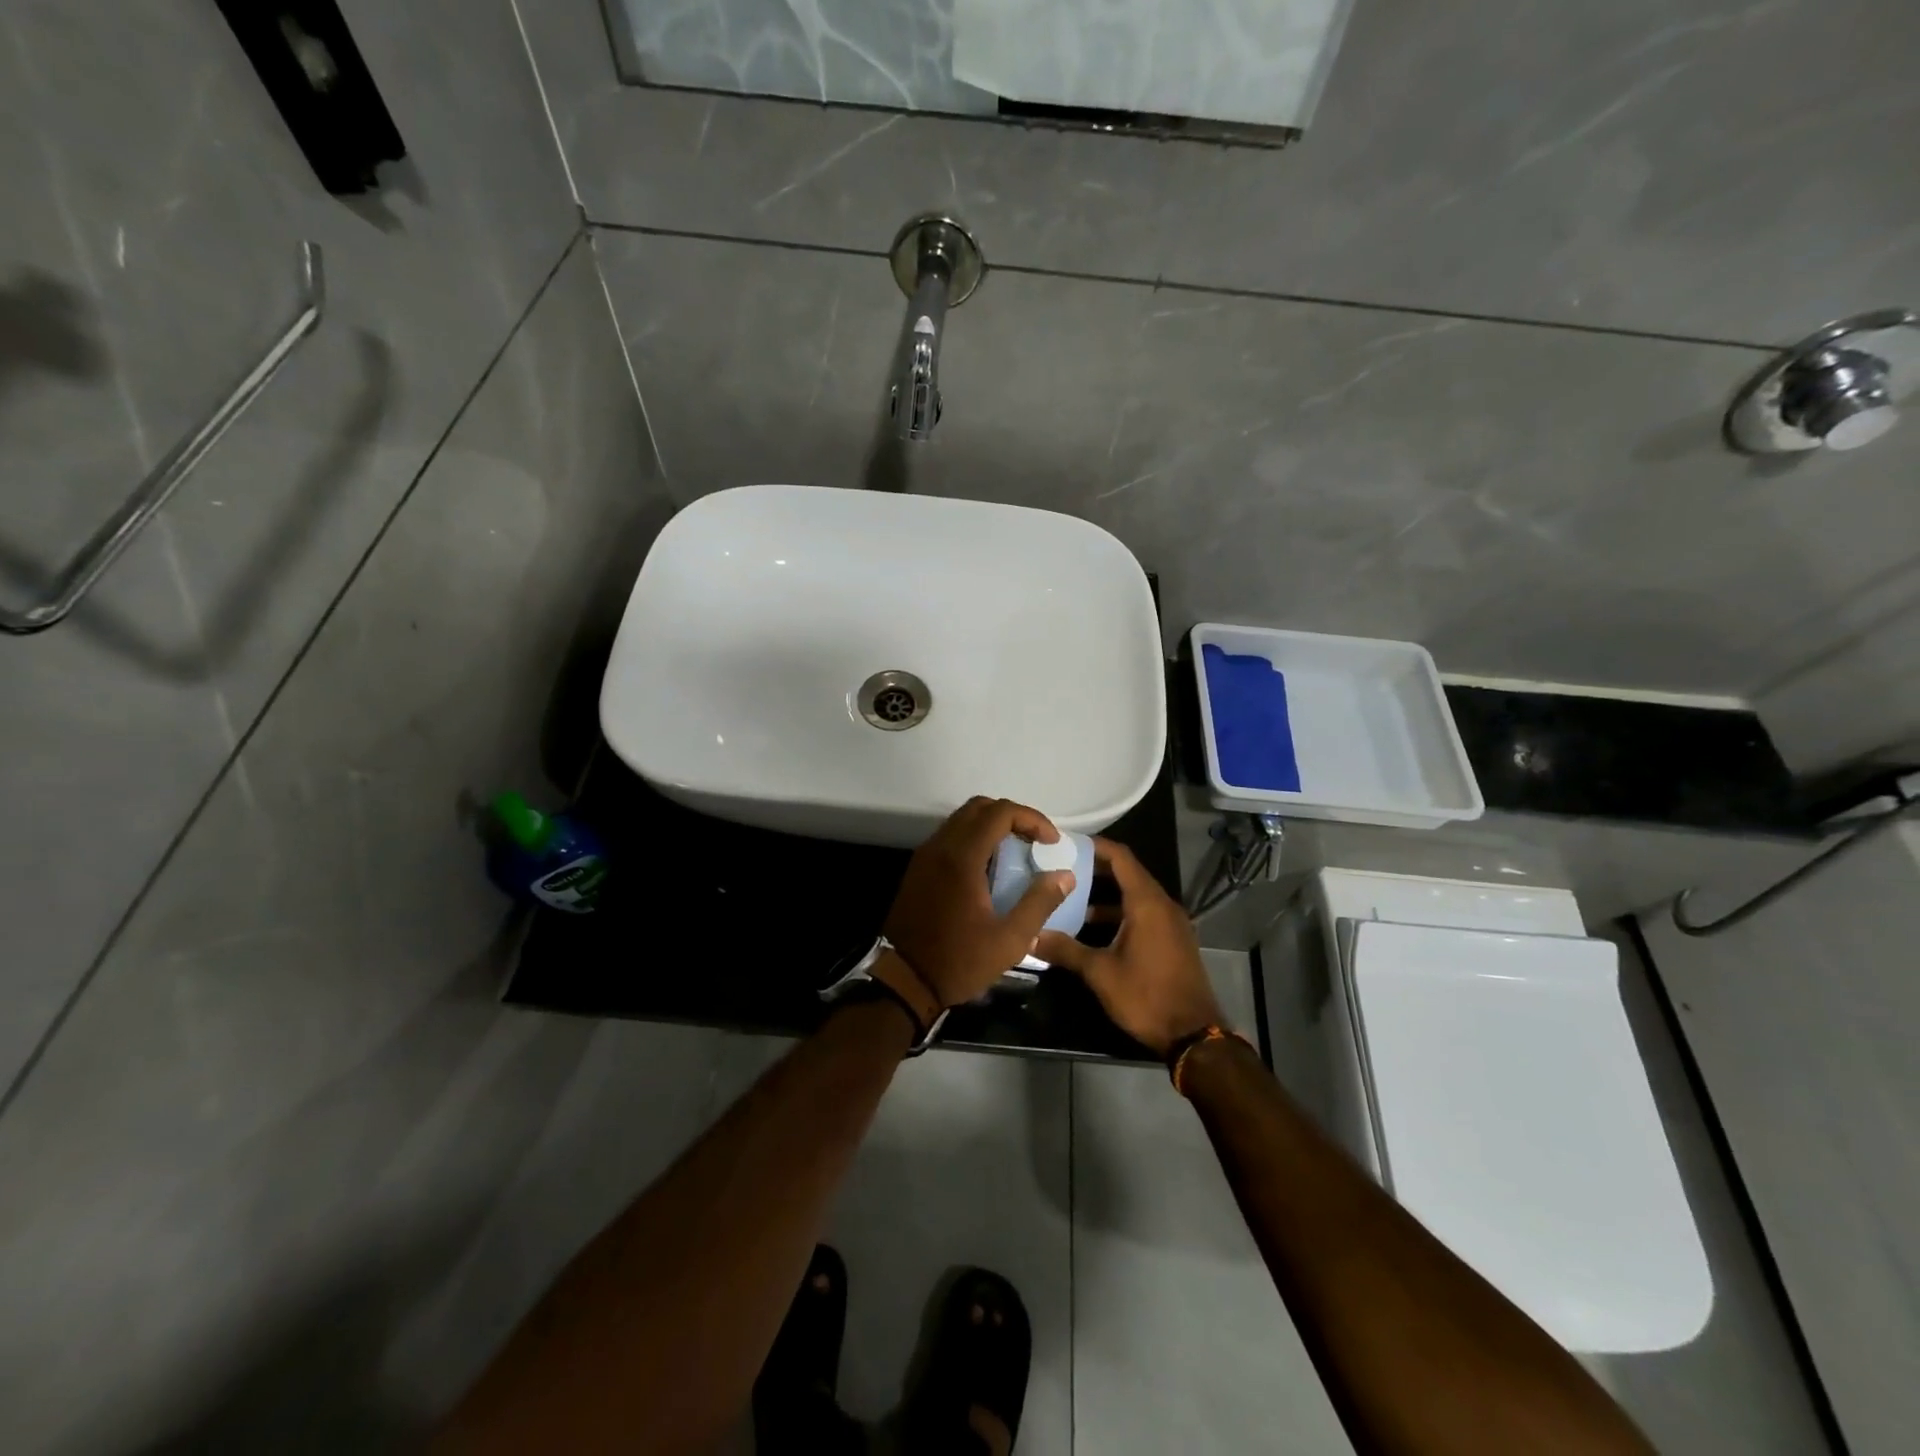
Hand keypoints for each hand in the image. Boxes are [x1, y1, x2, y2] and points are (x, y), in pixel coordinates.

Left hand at [884, 797, 1075, 1008]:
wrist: (904, 980)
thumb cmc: (959, 961)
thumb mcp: (1010, 940)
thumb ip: (1039, 903)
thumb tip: (1064, 876)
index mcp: (962, 858)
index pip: (1000, 812)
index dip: (1031, 819)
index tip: (1051, 841)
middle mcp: (940, 846)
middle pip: (979, 807)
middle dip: (1012, 816)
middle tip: (1034, 841)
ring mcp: (925, 856)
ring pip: (961, 820)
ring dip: (991, 826)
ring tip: (1016, 852)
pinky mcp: (918, 869)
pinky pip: (949, 837)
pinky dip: (973, 839)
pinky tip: (989, 868)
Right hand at [1035, 839, 1221, 1055]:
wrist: (1193, 1034)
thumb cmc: (1146, 996)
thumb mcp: (1100, 973)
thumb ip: (1065, 950)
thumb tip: (1031, 935)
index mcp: (1147, 903)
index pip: (1120, 857)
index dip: (1094, 846)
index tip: (1066, 843)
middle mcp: (1162, 905)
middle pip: (1128, 873)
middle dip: (1095, 870)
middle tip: (1061, 869)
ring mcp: (1171, 923)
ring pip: (1135, 896)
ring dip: (1106, 895)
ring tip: (1070, 899)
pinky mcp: (1173, 940)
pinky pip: (1144, 914)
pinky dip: (1120, 913)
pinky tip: (1093, 929)